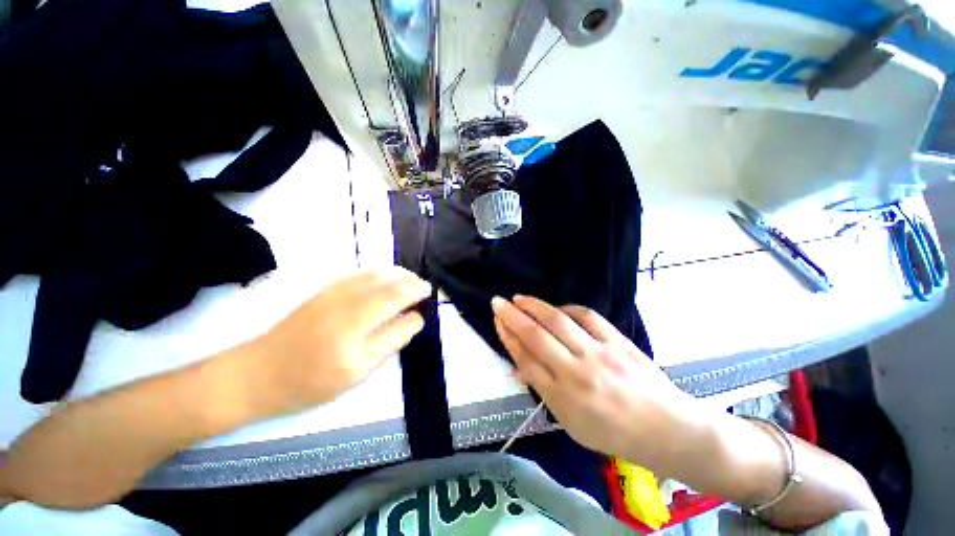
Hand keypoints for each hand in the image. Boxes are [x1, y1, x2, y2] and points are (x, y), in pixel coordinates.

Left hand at [248, 267, 430, 415]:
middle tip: (424, 288)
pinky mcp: (324, 290)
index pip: (396, 296)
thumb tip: (417, 318)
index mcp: (355, 321)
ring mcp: (332, 290)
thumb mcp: (358, 371)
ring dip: (396, 274)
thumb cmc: (311, 381)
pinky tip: (385, 279)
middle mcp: (345, 298)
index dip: (416, 291)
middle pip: (387, 280)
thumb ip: (392, 340)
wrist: (259, 373)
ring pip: (373, 272)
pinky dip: (379, 272)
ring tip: (410, 282)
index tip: (430, 293)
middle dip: (410, 280)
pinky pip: (359, 273)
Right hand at [492, 295, 708, 471]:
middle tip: (498, 302)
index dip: (508, 337)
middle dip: (512, 316)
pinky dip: (567, 308)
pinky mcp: (618, 341)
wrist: (667, 430)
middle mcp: (577, 372)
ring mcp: (599, 353)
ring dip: (534, 306)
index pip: (526, 360)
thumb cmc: (613, 433)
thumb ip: (544, 390)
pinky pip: (587, 316)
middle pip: (536, 336)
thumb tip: (519, 367)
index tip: (497, 321)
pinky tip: (557, 308)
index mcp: (563, 398)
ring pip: (558, 321)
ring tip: (519, 298)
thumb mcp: (571, 423)